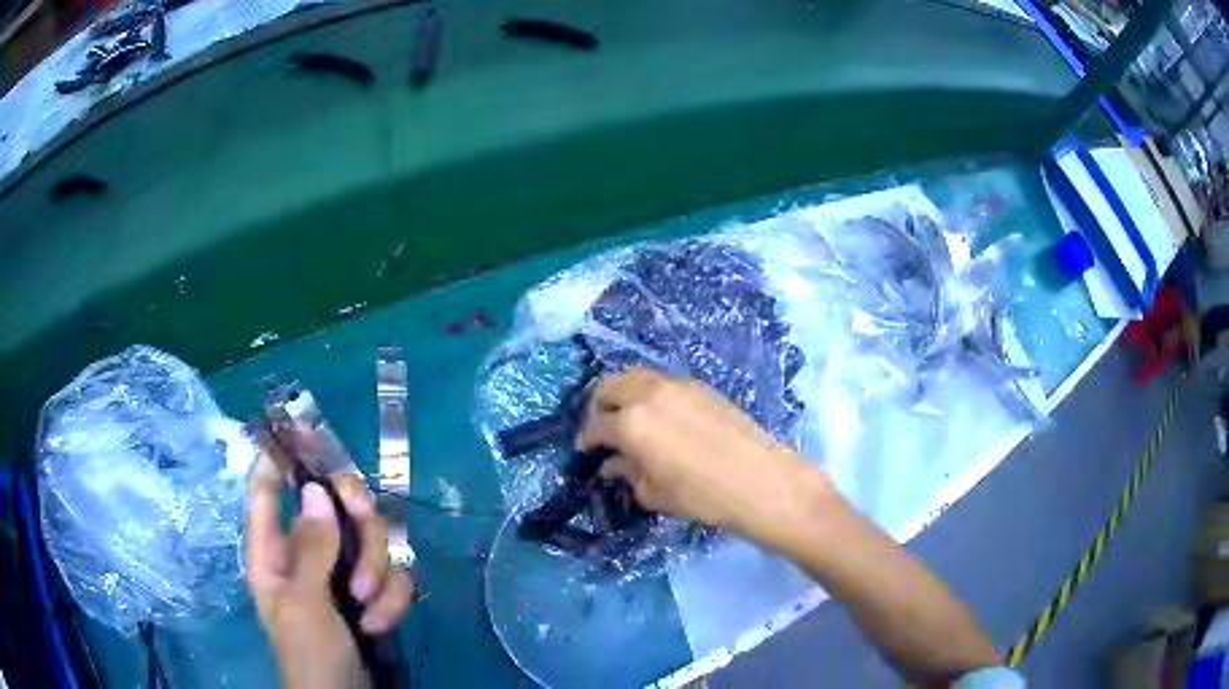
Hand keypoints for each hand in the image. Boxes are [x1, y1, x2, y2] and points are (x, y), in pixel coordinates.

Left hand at [246, 454, 414, 688]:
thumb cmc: (309, 652)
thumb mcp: (304, 602)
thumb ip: (310, 547)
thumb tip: (314, 490)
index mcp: (274, 549)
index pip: (266, 488)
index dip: (278, 456)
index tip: (302, 429)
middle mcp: (308, 550)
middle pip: (335, 503)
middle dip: (358, 521)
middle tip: (365, 534)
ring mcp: (342, 571)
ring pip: (372, 538)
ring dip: (379, 573)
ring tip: (369, 608)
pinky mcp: (372, 591)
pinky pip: (393, 573)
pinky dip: (393, 598)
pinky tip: (381, 623)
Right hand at [579, 368, 828, 550]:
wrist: (759, 480)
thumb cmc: (702, 495)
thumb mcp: (655, 493)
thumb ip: (628, 473)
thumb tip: (613, 464)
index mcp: (630, 423)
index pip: (596, 425)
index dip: (587, 439)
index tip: (587, 451)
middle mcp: (648, 394)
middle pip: (609, 385)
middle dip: (599, 406)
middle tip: (604, 428)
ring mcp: (677, 385)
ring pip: (636, 376)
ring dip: (624, 393)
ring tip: (629, 418)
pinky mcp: (701, 386)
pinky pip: (662, 382)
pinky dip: (650, 393)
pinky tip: (662, 417)